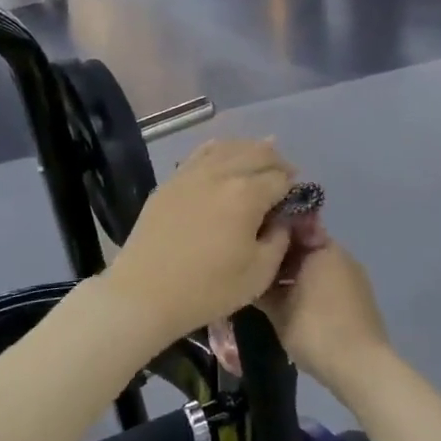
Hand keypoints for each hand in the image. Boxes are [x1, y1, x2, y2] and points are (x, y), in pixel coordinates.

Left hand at [101, 138, 296, 343]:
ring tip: (261, 160)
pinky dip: (221, 149)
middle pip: (258, 153)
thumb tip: (283, 218)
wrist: (144, 293)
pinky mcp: (172, 180)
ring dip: (251, 151)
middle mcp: (221, 173)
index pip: (281, 179)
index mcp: (247, 194)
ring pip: (230, 146)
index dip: (294, 189)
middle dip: (277, 163)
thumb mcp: (258, 274)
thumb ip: (280, 239)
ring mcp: (192, 172)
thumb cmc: (207, 290)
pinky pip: (201, 152)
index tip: (296, 203)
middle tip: (285, 178)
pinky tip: (225, 153)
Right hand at [257, 241, 392, 402]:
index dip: (269, 235)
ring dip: (296, 275)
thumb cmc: (316, 331)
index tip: (251, 246)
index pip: (291, 228)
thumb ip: (262, 288)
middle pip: (305, 247)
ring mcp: (354, 276)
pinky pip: (329, 282)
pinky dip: (312, 288)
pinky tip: (295, 305)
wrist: (361, 367)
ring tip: (271, 289)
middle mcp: (341, 255)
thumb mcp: (278, 311)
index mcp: (322, 248)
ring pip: (317, 266)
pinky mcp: (360, 297)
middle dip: (281, 258)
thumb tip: (248, 276)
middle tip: (256, 270)